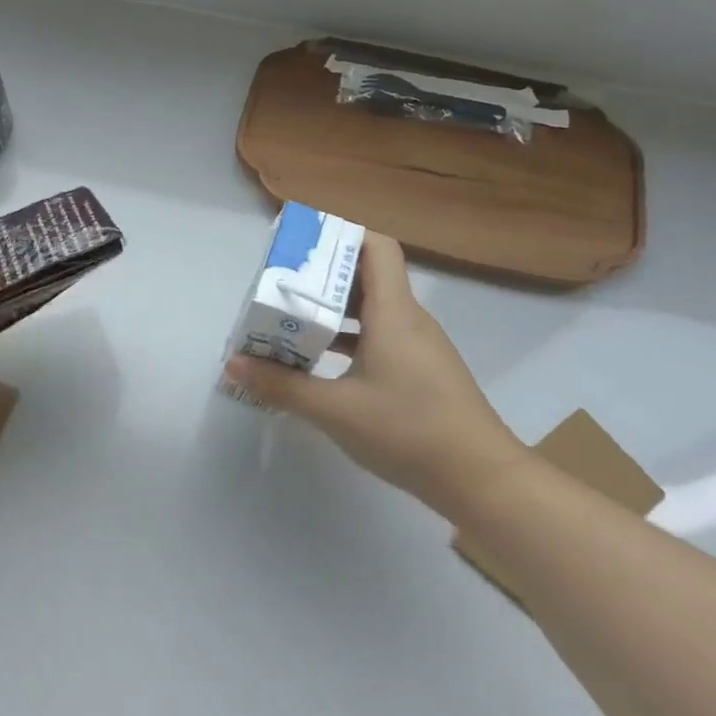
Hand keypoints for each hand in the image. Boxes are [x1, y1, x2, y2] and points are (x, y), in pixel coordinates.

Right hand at [224, 234, 528, 514]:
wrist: (482, 480)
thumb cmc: (408, 430)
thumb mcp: (335, 410)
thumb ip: (282, 385)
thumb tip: (233, 364)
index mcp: (393, 312)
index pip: (376, 246)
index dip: (341, 234)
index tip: (301, 245)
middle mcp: (409, 319)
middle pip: (367, 276)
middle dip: (321, 277)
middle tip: (279, 285)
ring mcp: (418, 347)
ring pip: (371, 310)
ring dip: (332, 311)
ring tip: (289, 322)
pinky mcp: (421, 372)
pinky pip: (380, 337)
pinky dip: (348, 339)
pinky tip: (320, 363)